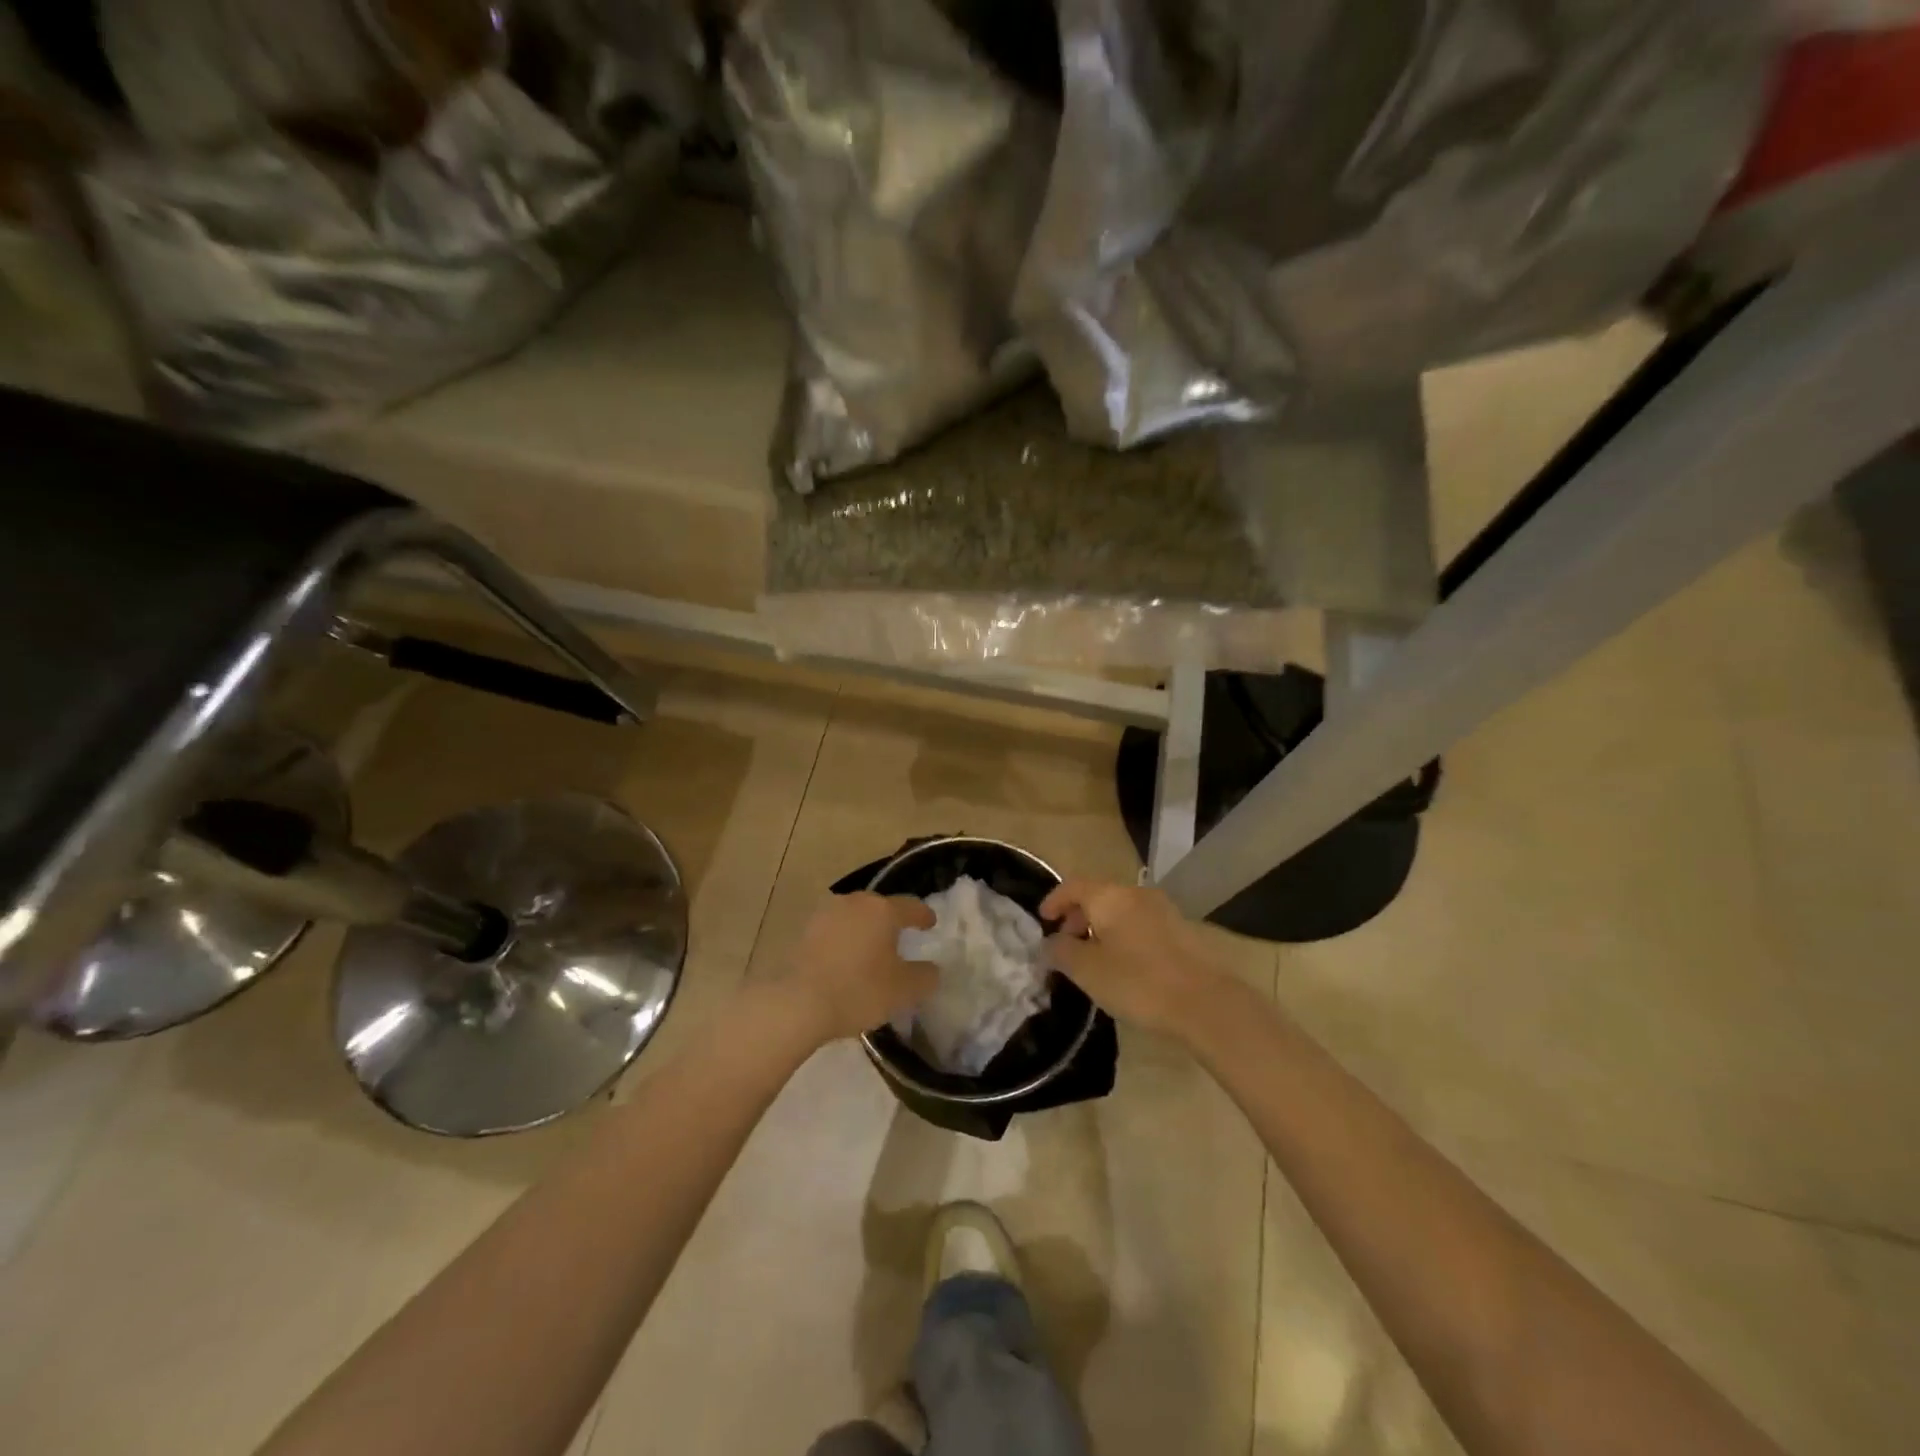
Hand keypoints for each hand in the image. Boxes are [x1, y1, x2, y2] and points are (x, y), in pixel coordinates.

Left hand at [785, 893, 939, 1043]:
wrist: (796, 1002)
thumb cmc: (859, 990)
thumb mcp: (904, 990)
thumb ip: (925, 976)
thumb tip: (931, 968)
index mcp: (882, 909)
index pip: (911, 906)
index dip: (923, 915)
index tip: (930, 923)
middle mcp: (854, 902)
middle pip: (879, 908)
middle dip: (891, 922)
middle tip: (899, 940)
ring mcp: (824, 914)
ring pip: (853, 918)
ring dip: (863, 931)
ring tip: (869, 953)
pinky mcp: (802, 932)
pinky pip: (832, 933)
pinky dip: (842, 943)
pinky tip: (843, 962)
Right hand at [1040, 879, 1229, 1040]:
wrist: (1206, 1003)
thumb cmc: (1138, 982)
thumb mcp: (1088, 971)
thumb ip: (1061, 952)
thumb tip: (1050, 942)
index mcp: (1110, 896)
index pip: (1072, 885)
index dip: (1053, 900)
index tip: (1042, 921)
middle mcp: (1136, 894)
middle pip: (1098, 895)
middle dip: (1077, 916)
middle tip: (1066, 943)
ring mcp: (1162, 910)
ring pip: (1120, 909)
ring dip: (1101, 927)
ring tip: (1093, 958)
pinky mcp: (1180, 930)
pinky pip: (1139, 923)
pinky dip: (1122, 935)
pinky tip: (1123, 964)